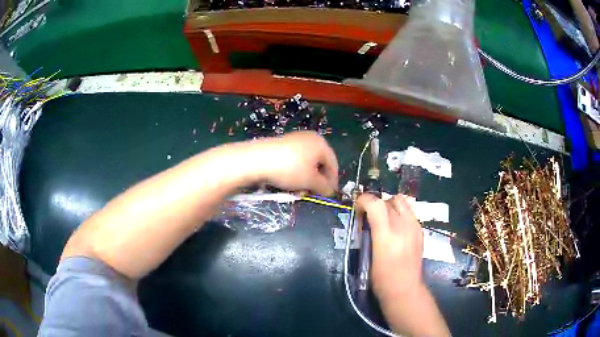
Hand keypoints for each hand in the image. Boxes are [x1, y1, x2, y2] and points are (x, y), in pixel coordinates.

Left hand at [252, 131, 338, 195]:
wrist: (258, 159)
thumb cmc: (290, 169)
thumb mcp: (310, 181)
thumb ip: (324, 187)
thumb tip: (330, 191)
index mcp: (321, 143)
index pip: (333, 164)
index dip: (333, 181)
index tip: (330, 194)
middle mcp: (310, 138)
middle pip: (319, 162)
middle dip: (318, 180)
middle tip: (314, 192)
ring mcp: (295, 139)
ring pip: (306, 162)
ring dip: (306, 178)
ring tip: (300, 190)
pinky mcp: (282, 144)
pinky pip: (295, 159)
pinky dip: (295, 171)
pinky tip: (289, 181)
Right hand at [355, 194, 423, 301]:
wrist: (405, 289)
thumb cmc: (381, 279)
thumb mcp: (368, 256)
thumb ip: (368, 234)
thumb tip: (364, 220)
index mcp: (386, 235)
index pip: (375, 204)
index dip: (364, 200)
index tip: (357, 207)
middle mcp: (403, 226)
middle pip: (389, 200)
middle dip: (377, 203)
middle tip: (370, 216)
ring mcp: (414, 227)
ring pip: (402, 202)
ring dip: (390, 205)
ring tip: (384, 219)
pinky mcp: (420, 231)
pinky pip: (409, 212)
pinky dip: (400, 213)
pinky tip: (396, 228)